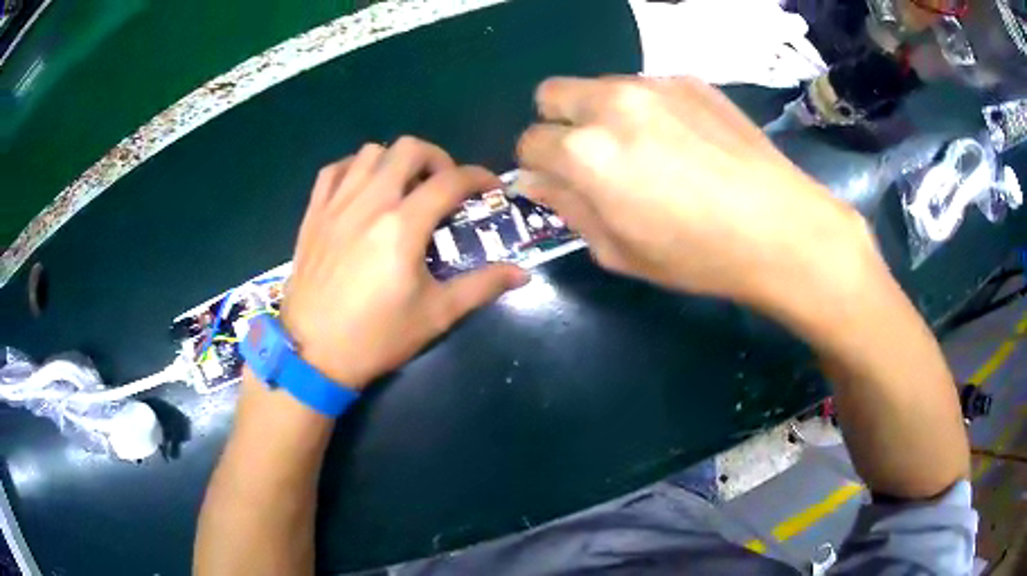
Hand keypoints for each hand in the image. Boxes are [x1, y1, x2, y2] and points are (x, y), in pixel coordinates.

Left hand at [280, 137, 528, 389]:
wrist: (313, 353)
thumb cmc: (376, 337)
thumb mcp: (435, 315)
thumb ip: (481, 286)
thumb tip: (523, 274)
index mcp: (403, 226)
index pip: (451, 180)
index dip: (479, 177)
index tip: (491, 189)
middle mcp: (369, 202)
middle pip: (409, 149)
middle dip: (437, 159)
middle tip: (444, 187)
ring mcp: (337, 204)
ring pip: (370, 151)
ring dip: (396, 161)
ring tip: (403, 188)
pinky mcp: (314, 213)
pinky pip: (335, 169)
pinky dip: (355, 168)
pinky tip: (363, 189)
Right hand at [517, 76, 871, 308]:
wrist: (778, 228)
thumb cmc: (696, 254)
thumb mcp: (618, 251)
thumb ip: (568, 208)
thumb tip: (535, 180)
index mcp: (585, 152)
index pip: (529, 142)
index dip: (538, 165)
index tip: (559, 180)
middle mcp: (610, 104)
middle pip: (552, 93)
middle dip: (558, 123)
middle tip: (591, 155)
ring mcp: (653, 85)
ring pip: (599, 86)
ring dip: (603, 113)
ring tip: (645, 148)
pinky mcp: (688, 80)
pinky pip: (645, 86)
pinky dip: (646, 108)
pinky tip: (682, 140)